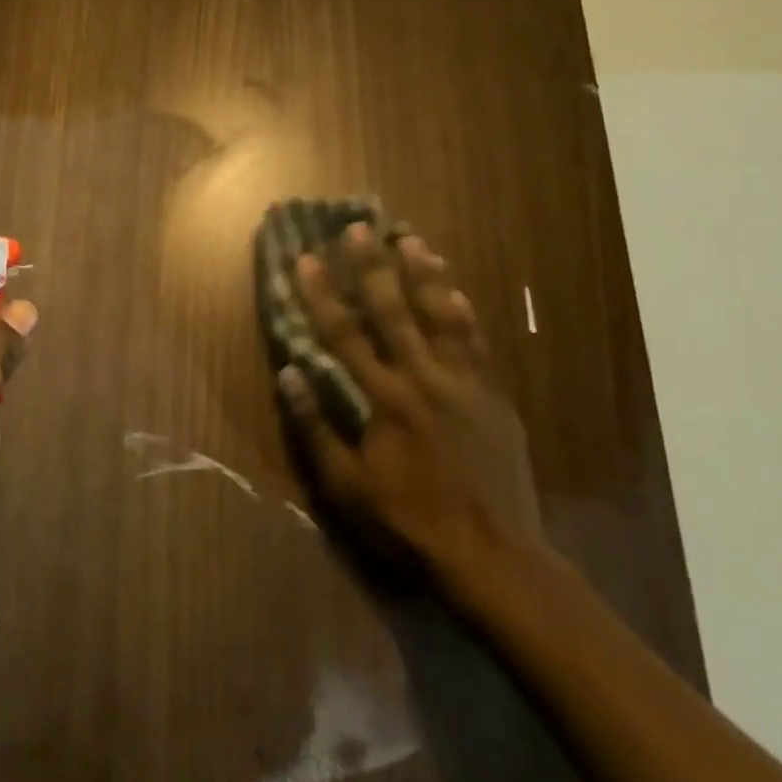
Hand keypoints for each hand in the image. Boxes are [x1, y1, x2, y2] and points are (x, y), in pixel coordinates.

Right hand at [278, 224, 542, 578]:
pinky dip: (463, 311)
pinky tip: (456, 291)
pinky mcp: (493, 396)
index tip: (306, 258)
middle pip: (395, 311)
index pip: (345, 334)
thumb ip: (317, 426)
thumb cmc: (408, 521)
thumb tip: (288, 374)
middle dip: (372, 266)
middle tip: (360, 227)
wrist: (492, 554)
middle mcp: (425, 379)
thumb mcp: (346, 485)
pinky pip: (476, 342)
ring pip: (442, 316)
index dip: (323, 294)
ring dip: (424, 274)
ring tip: (411, 239)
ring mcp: (465, 384)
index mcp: (385, 399)